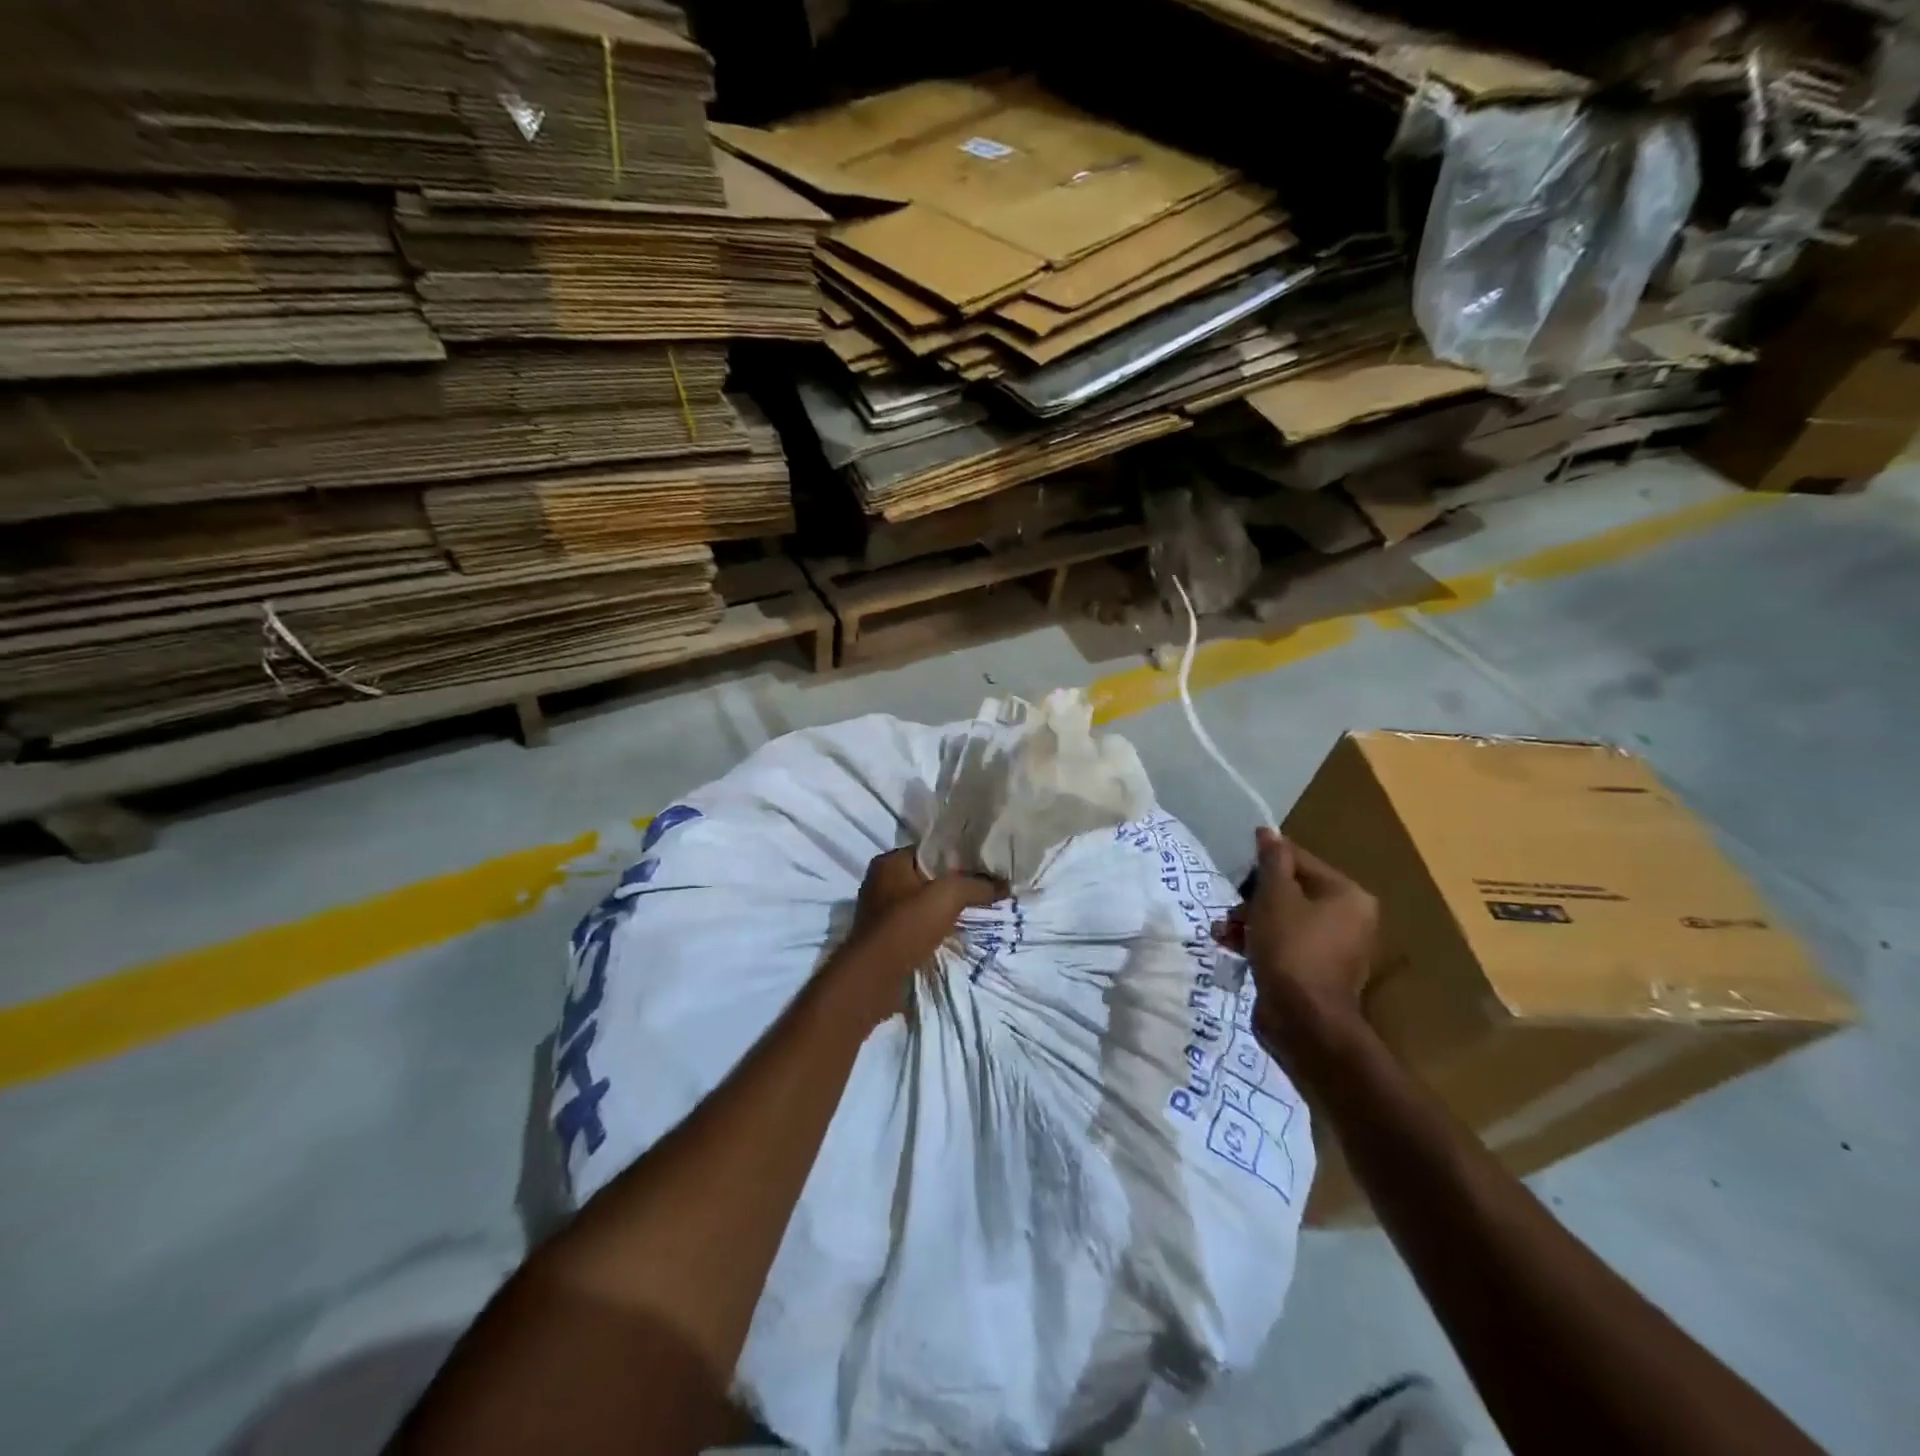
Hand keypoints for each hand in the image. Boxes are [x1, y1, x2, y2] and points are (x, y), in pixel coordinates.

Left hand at [839, 848, 1006, 1020]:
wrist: (875, 978)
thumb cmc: (906, 926)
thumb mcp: (948, 896)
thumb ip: (977, 885)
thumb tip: (1005, 884)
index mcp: (888, 863)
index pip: (929, 850)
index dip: (957, 855)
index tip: (984, 863)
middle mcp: (880, 883)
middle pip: (927, 877)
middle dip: (954, 884)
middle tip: (985, 888)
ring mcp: (881, 913)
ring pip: (923, 904)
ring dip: (945, 910)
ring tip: (977, 911)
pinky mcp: (886, 938)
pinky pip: (918, 926)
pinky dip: (936, 928)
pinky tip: (958, 933)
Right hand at [1213, 827, 1377, 1060]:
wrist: (1303, 1021)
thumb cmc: (1290, 947)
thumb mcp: (1274, 896)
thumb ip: (1272, 861)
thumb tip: (1268, 831)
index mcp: (1347, 895)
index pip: (1300, 861)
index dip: (1264, 863)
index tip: (1236, 874)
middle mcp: (1349, 919)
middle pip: (1290, 891)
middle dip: (1252, 899)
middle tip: (1231, 910)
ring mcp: (1334, 949)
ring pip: (1283, 920)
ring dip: (1249, 922)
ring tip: (1222, 932)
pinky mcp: (1315, 973)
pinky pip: (1284, 945)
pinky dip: (1259, 943)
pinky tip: (1231, 947)